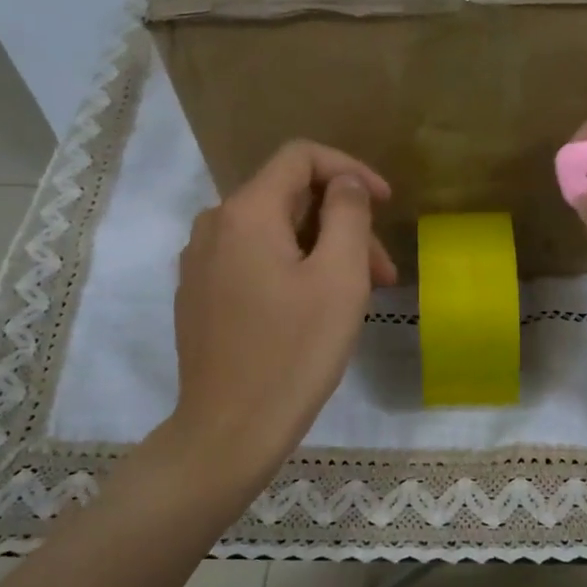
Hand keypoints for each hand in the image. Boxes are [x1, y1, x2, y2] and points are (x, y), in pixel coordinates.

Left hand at [167, 141, 396, 485]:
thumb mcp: (339, 278)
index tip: (387, 203)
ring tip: (359, 296)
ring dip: (323, 252)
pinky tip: (316, 310)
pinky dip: (293, 270)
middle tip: (384, 271)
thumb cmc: (294, 352)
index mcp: (246, 212)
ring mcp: (201, 263)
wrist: (230, 430)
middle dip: (344, 224)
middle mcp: (214, 226)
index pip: (300, 156)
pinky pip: (253, 261)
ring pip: (274, 234)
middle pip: (290, 199)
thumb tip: (345, 183)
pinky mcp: (200, 296)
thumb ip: (348, 214)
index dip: (350, 170)